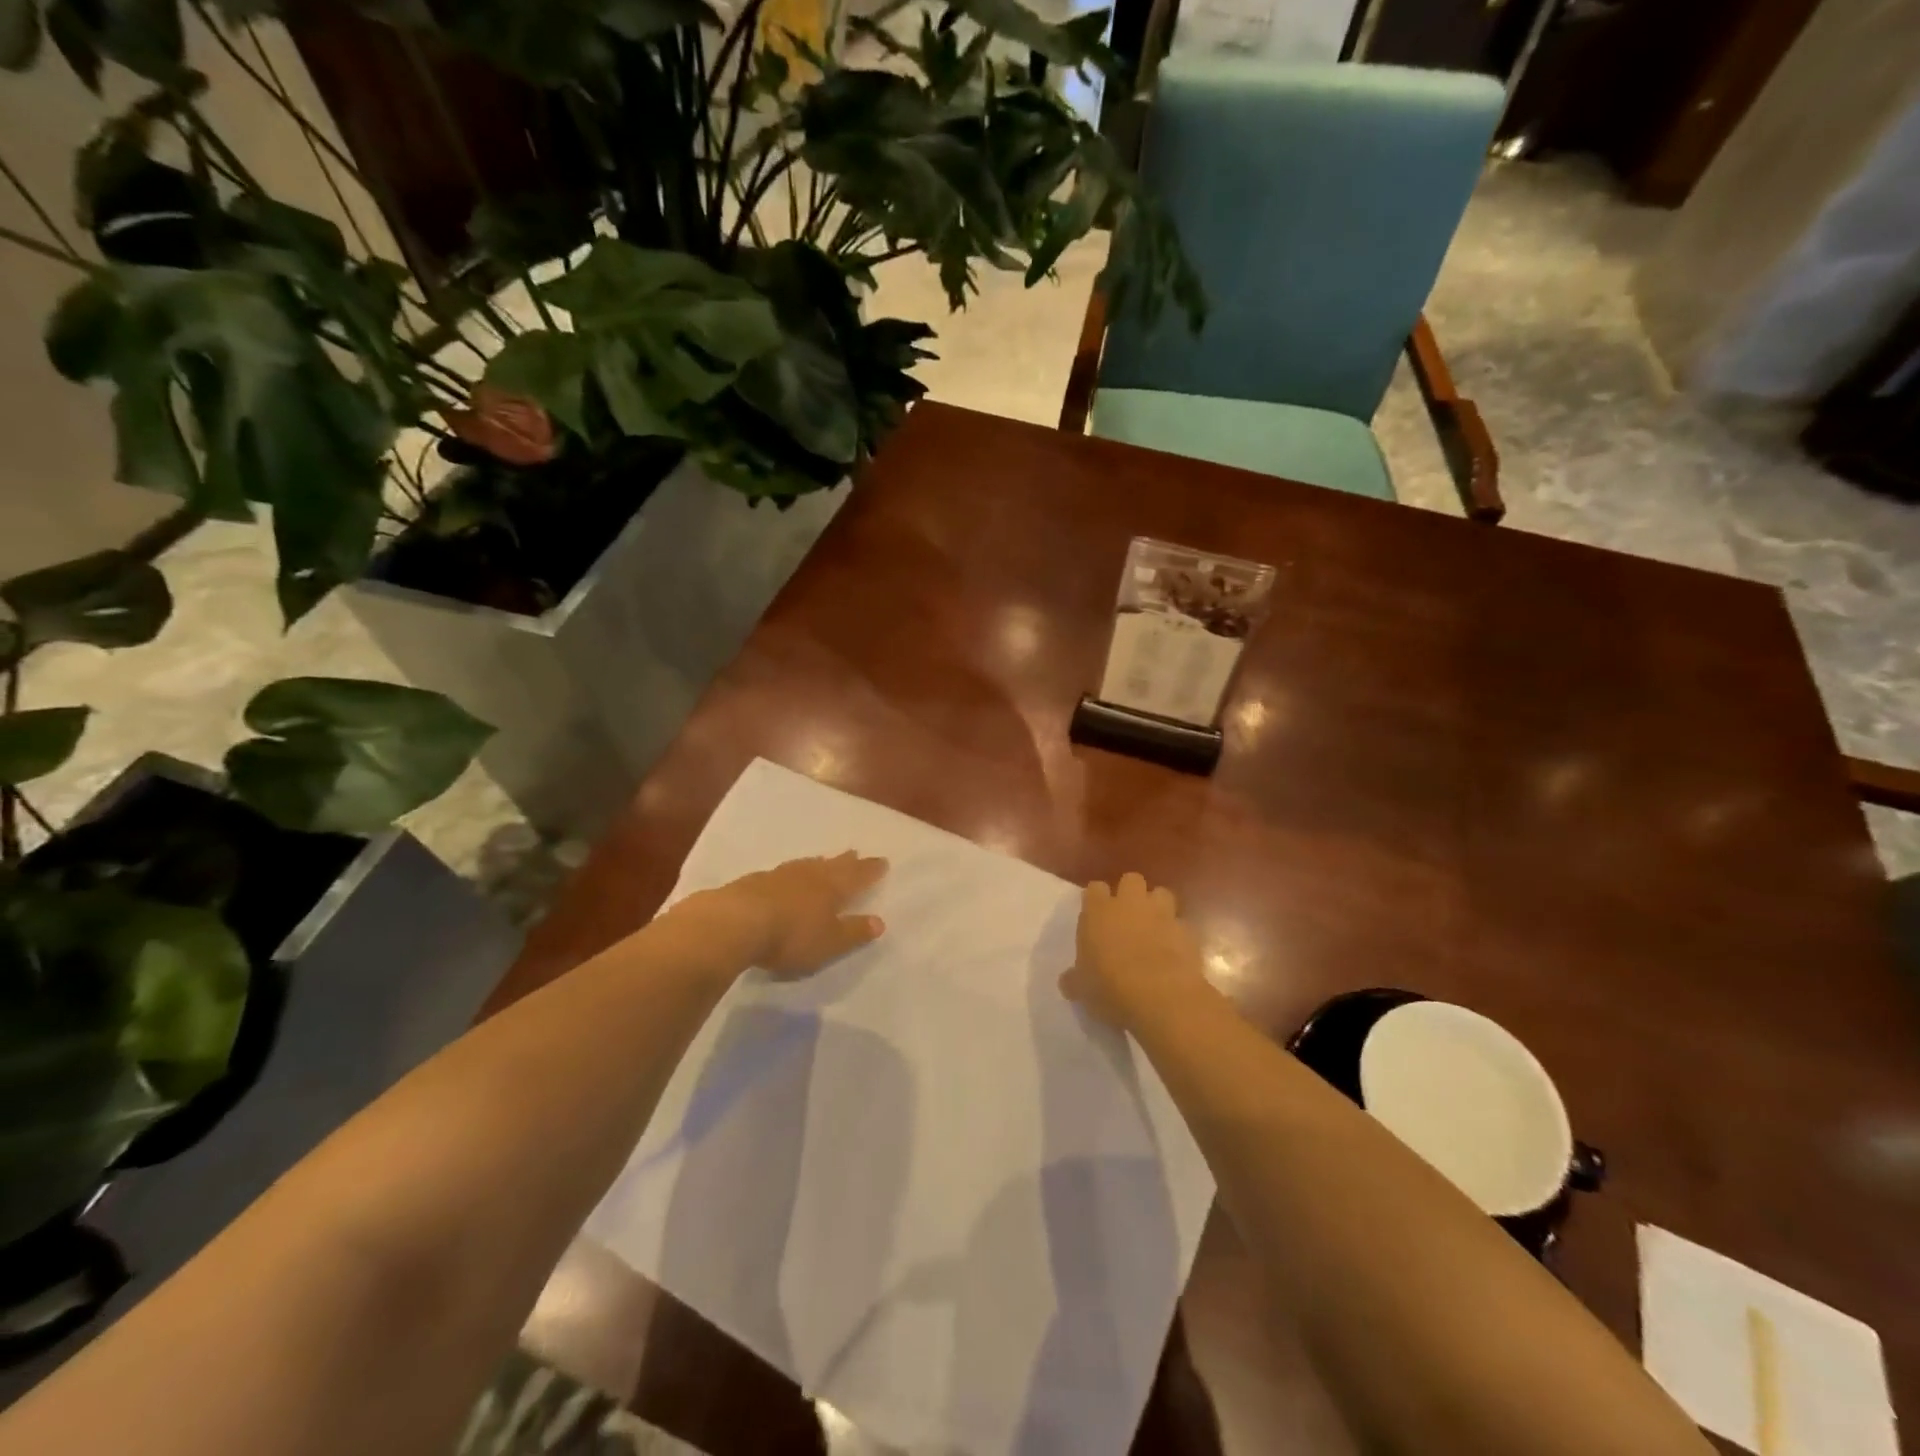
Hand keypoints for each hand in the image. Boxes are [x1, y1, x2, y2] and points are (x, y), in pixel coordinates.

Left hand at [696, 852, 888, 977]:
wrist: (736, 923)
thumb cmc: (791, 936)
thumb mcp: (830, 942)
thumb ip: (854, 932)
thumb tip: (879, 921)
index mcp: (832, 888)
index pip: (857, 876)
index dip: (870, 870)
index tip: (882, 861)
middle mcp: (809, 875)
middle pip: (832, 865)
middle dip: (846, 861)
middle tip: (855, 853)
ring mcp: (779, 876)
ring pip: (805, 865)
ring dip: (817, 863)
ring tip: (823, 860)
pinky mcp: (754, 882)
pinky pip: (782, 873)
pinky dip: (791, 873)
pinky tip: (785, 877)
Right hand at [1060, 872, 1208, 1027]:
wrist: (1161, 996)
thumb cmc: (1110, 987)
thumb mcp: (1082, 989)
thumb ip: (1075, 979)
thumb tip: (1067, 981)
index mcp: (1098, 911)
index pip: (1094, 888)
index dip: (1096, 899)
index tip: (1095, 915)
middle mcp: (1130, 904)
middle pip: (1131, 880)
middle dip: (1130, 894)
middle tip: (1126, 917)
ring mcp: (1162, 914)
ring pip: (1162, 894)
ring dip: (1158, 908)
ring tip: (1154, 929)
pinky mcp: (1187, 932)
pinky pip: (1182, 925)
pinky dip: (1178, 935)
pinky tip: (1174, 953)